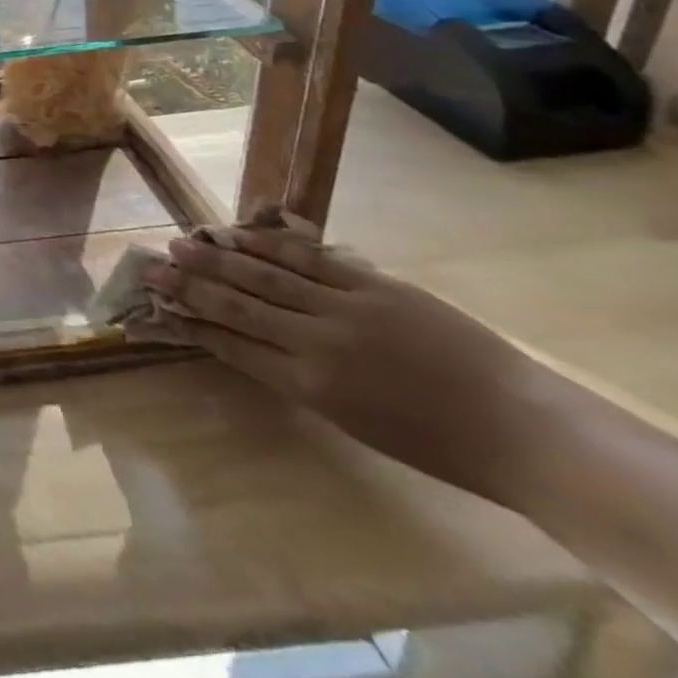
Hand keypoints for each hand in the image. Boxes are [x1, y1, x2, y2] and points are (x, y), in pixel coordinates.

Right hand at [136, 217, 549, 508]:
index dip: (192, 324)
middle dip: (190, 285)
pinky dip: (270, 243)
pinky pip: (309, 258)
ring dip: (218, 256)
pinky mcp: (374, 285)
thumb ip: (301, 376)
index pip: (234, 347)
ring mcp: (346, 308)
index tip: (158, 308)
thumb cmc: (440, 445)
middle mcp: (317, 343)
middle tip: (152, 266)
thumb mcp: (355, 421)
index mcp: (312, 387)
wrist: (525, 430)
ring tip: (182, 242)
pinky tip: (241, 232)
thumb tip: (256, 341)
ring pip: (266, 274)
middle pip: (238, 304)